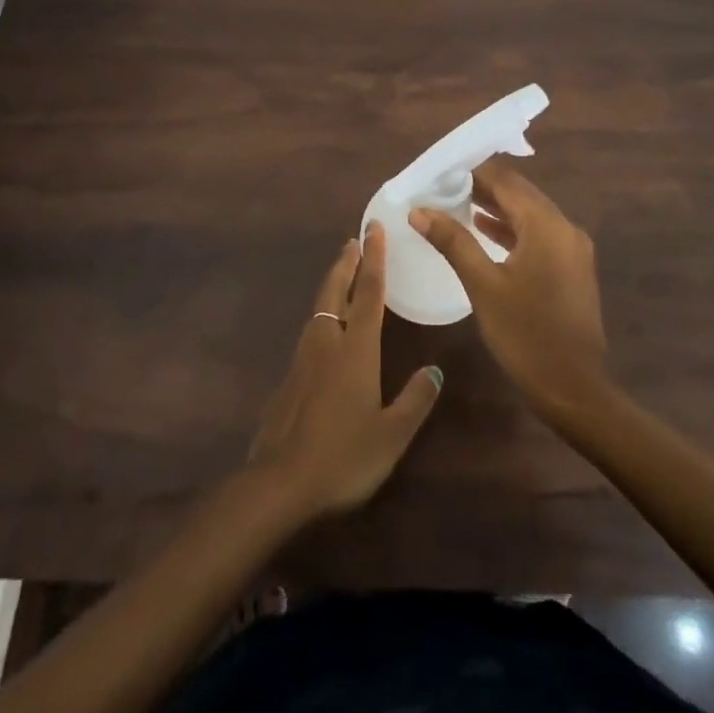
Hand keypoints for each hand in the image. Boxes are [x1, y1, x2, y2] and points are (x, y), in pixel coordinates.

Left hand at [247, 224, 444, 520]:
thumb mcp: (392, 435)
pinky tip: (325, 328)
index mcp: (356, 349)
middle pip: (335, 291)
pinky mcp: (289, 377)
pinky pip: (310, 331)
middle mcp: (327, 342)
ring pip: (319, 308)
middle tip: (354, 239)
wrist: (280, 482)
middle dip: (346, 262)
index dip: (374, 260)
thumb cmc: (344, 457)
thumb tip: (434, 370)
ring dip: (332, 284)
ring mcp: (303, 358)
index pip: (368, 293)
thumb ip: (414, 400)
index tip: (375, 229)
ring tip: (341, 272)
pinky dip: (322, 314)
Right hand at [412, 160, 609, 423]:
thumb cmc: (525, 335)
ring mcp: (572, 249)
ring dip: (497, 207)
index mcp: (547, 226)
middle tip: (445, 185)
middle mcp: (565, 228)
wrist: (573, 389)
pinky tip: (484, 231)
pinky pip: (539, 234)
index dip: (474, 171)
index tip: (442, 170)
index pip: (507, 180)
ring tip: (457, 202)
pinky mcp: (571, 268)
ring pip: (530, 214)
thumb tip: (419, 211)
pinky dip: (512, 229)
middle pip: (520, 193)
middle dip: (483, 186)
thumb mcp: (483, 286)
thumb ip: (453, 242)